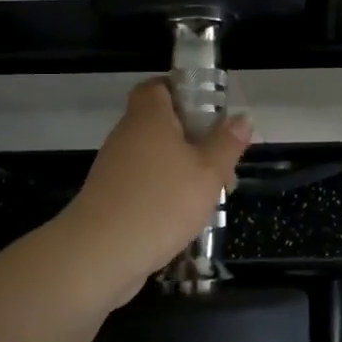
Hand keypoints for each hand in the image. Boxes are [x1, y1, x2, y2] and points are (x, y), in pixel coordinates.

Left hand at [65, 79, 252, 285]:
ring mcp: (114, 169)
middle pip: (159, 124)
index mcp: (149, 118)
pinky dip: (163, 192)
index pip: (157, 86)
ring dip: (181, 169)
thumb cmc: (161, 202)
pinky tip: (183, 216)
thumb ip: (226, 143)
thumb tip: (241, 118)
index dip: (182, 91)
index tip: (209, 111)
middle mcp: (127, 136)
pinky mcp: (109, 199)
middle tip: (220, 159)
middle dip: (192, 138)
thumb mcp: (209, 172)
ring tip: (209, 194)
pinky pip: (143, 183)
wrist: (100, 255)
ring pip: (154, 157)